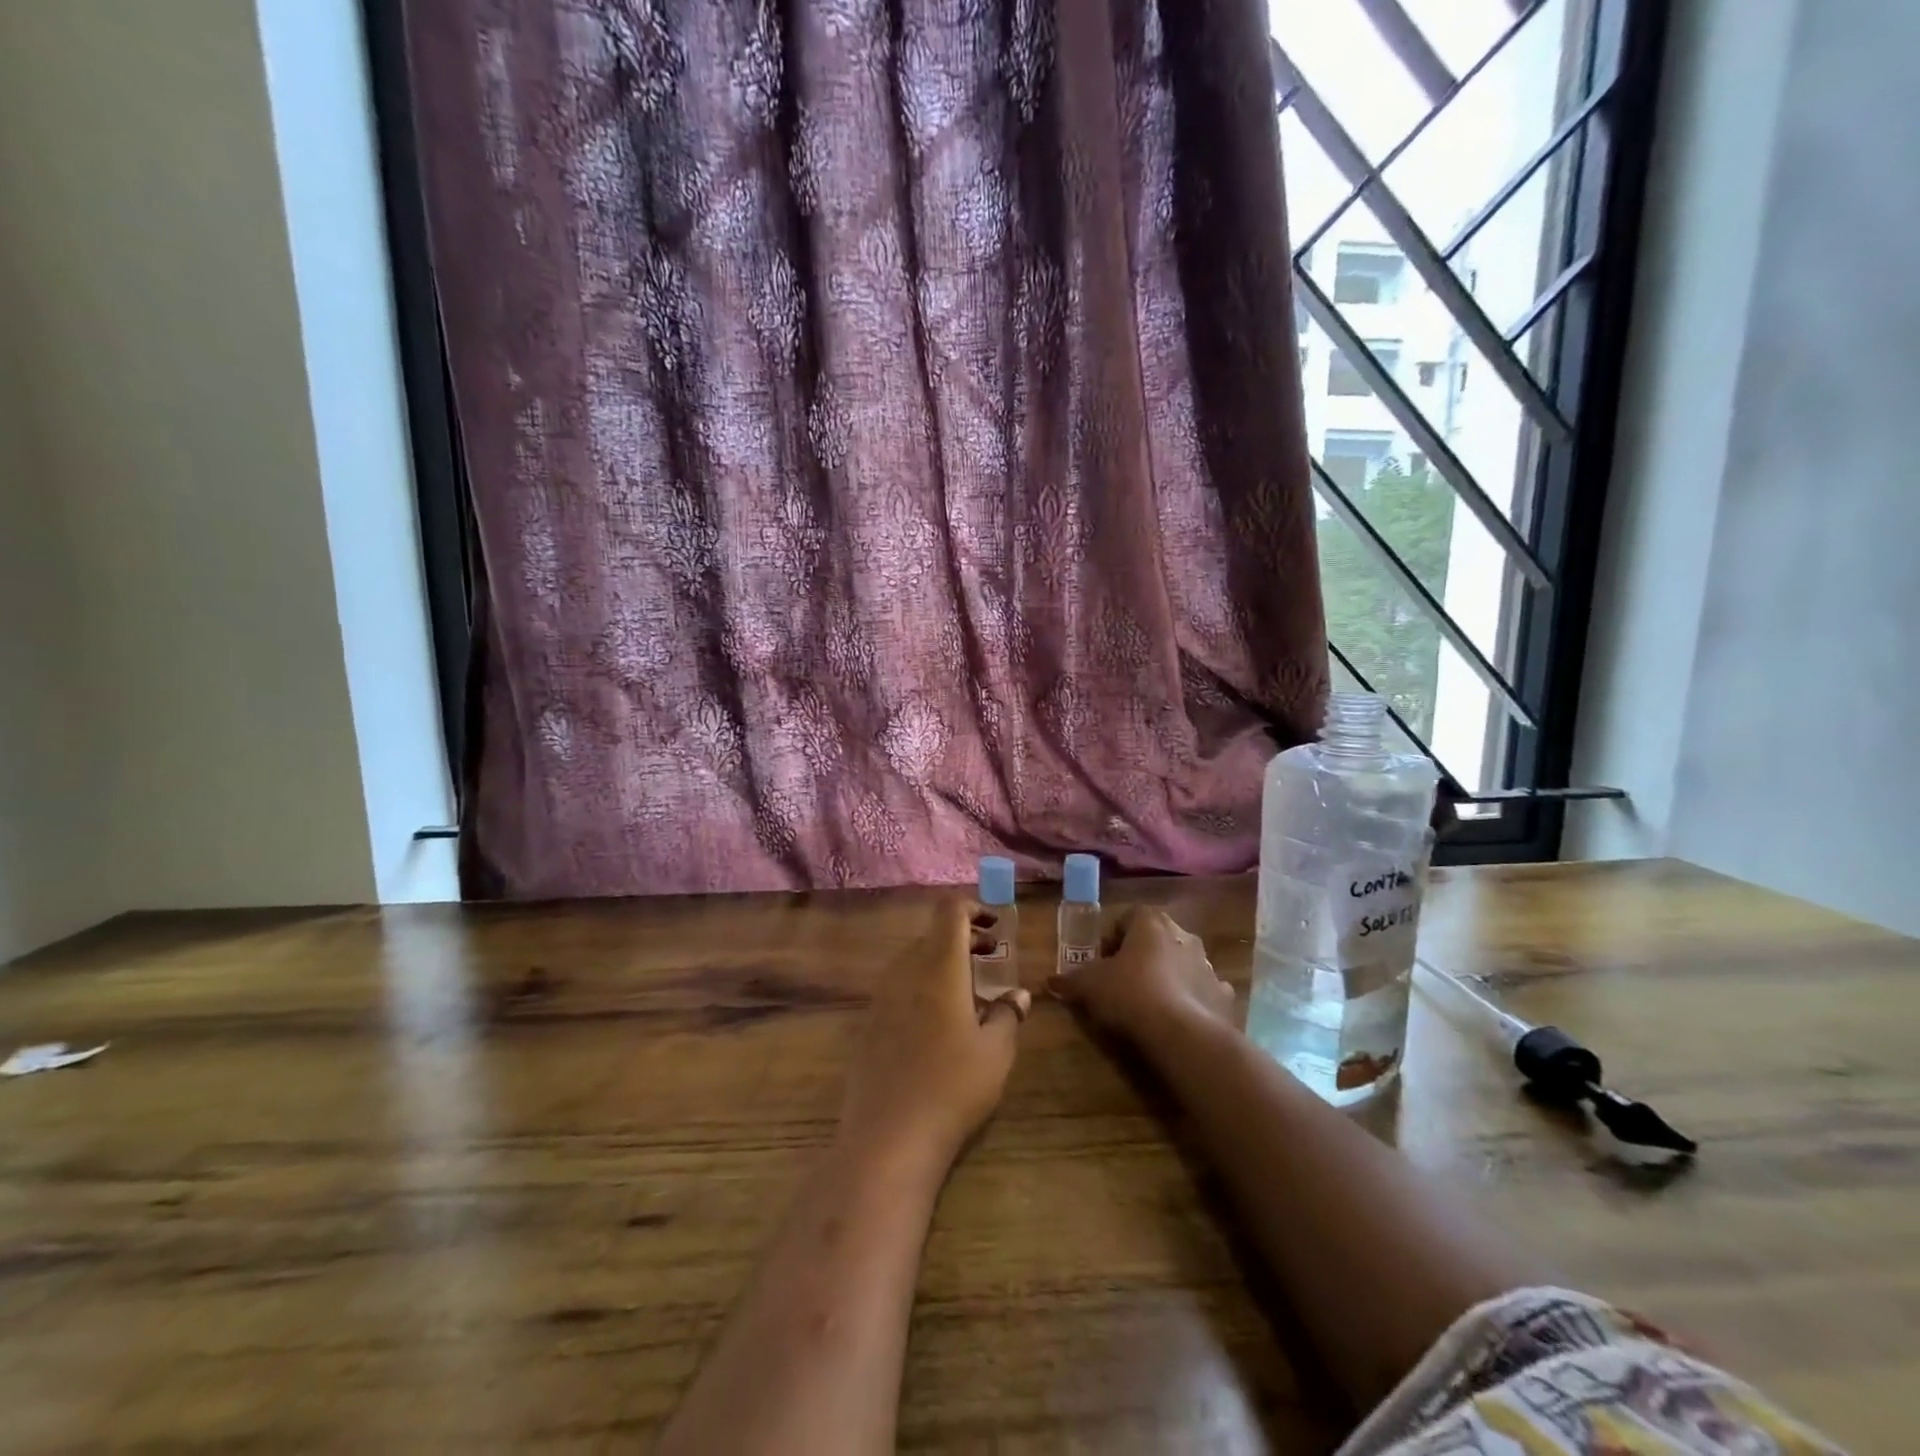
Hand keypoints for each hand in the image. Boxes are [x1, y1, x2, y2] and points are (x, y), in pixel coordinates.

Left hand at [837, 901, 1029, 1169]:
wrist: (888, 1137)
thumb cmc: (953, 1086)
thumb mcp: (996, 1052)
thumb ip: (1008, 1015)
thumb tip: (1018, 995)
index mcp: (939, 966)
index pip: (950, 912)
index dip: (973, 909)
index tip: (995, 927)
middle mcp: (905, 971)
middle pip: (932, 936)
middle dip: (963, 940)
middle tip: (992, 958)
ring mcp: (881, 998)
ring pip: (914, 962)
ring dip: (943, 965)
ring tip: (970, 994)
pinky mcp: (869, 1025)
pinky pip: (899, 989)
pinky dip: (922, 988)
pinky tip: (939, 1026)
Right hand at [1049, 907, 1233, 1042]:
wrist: (1181, 1034)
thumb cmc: (1130, 994)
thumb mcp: (1089, 986)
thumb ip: (1070, 980)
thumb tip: (1050, 981)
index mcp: (1150, 923)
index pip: (1128, 916)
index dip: (1113, 936)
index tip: (1102, 960)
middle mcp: (1183, 935)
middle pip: (1157, 937)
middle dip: (1142, 954)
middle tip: (1123, 980)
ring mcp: (1208, 965)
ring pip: (1183, 963)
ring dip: (1169, 975)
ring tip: (1150, 1004)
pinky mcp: (1223, 996)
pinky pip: (1204, 991)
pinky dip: (1192, 1000)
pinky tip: (1178, 1019)